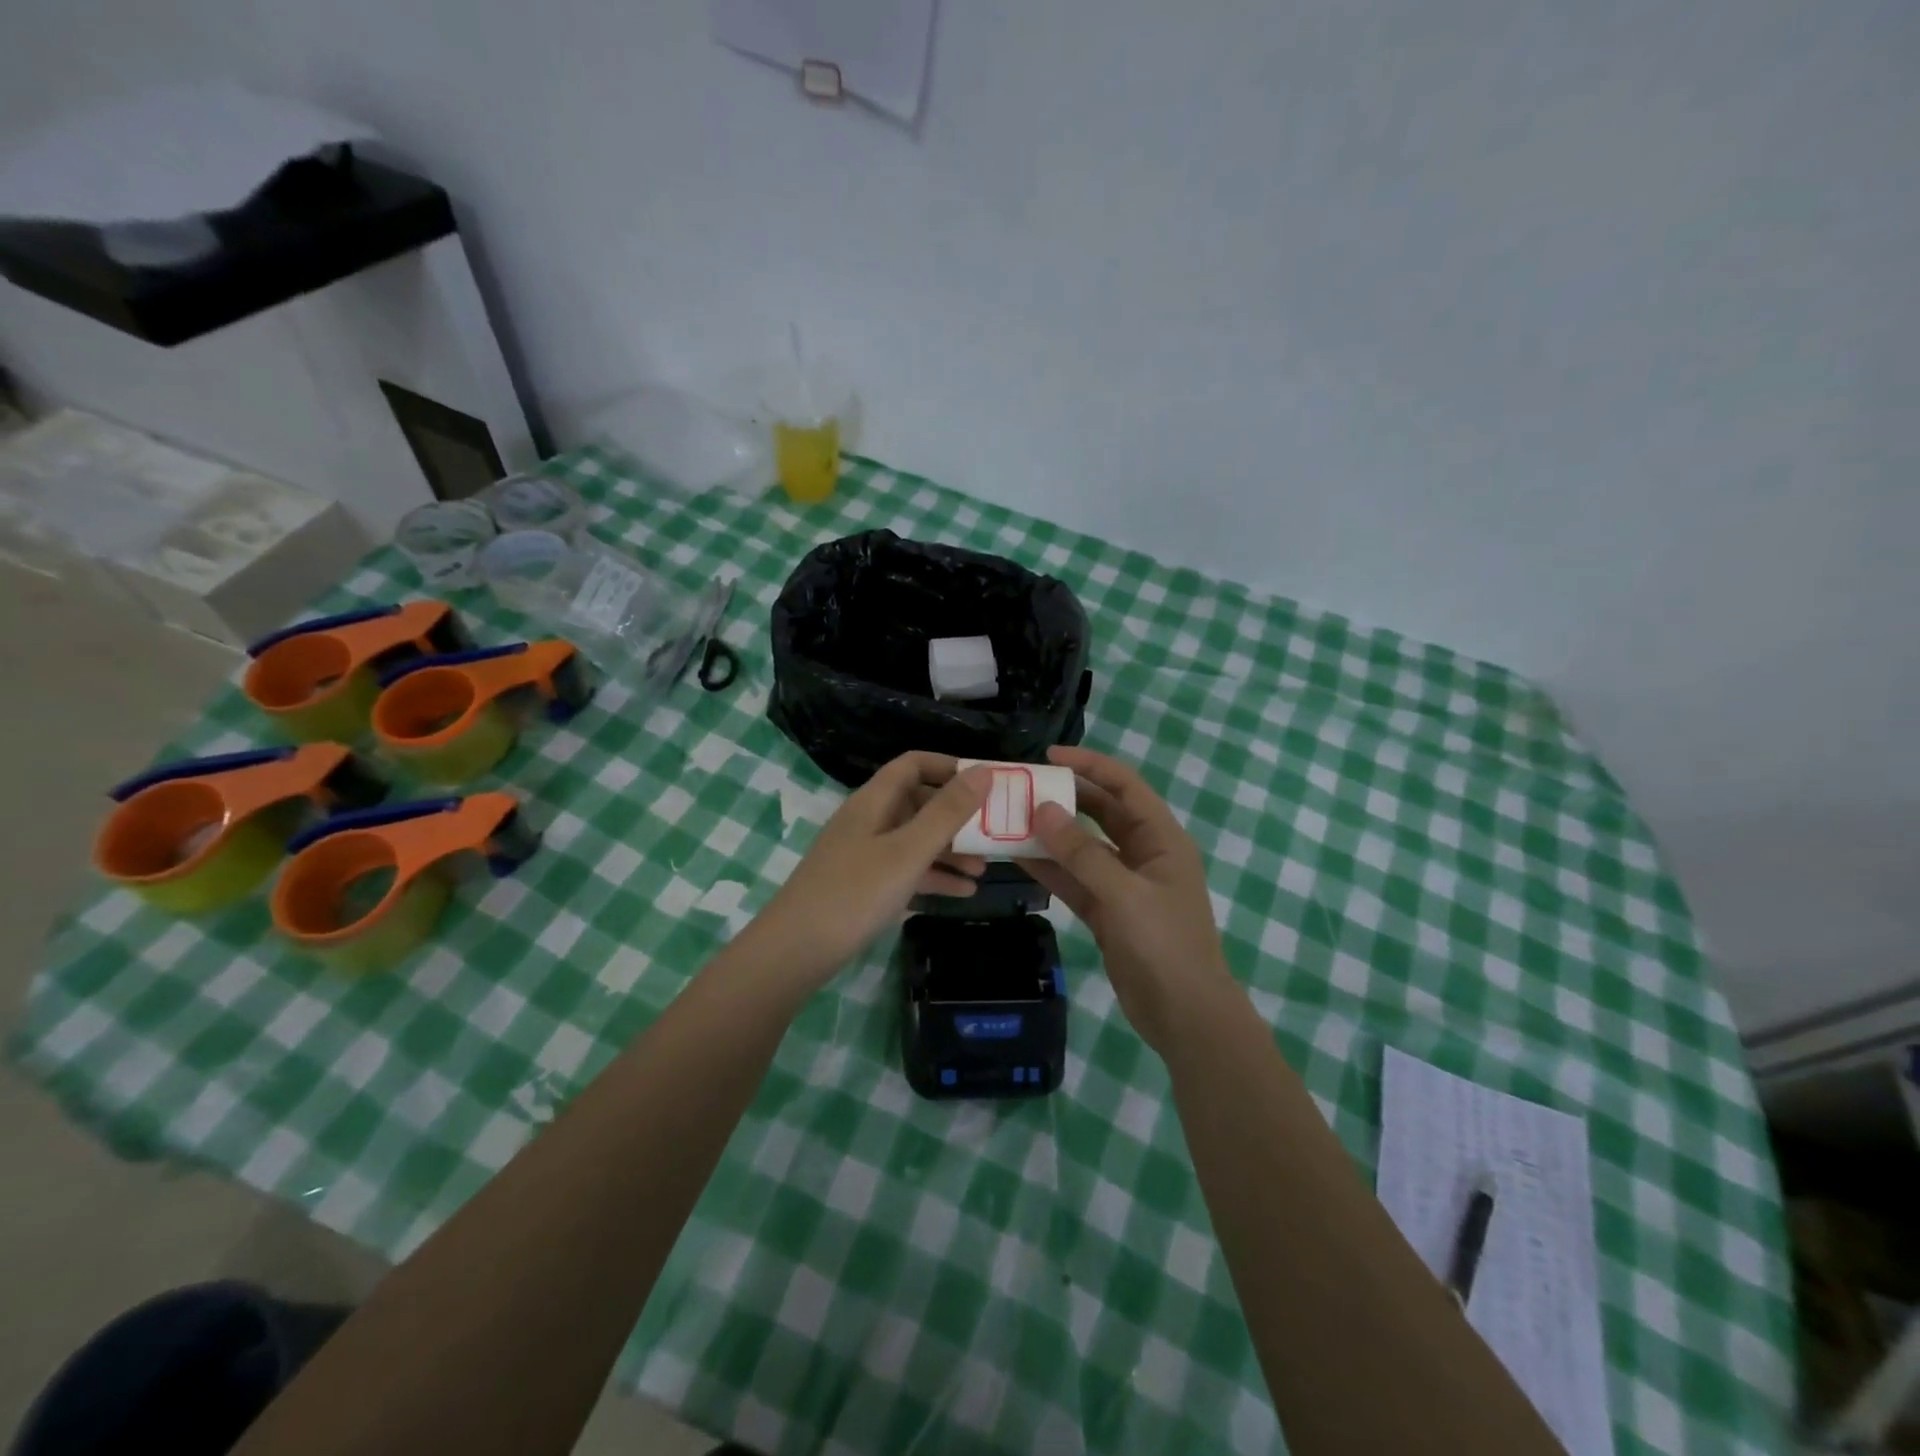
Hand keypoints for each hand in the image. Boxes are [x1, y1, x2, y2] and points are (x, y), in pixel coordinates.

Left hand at [748, 752, 991, 986]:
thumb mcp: (908, 851)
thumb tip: (984, 771)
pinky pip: (906, 871)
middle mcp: (868, 821)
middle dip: (957, 816)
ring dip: (950, 851)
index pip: (913, 765)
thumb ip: (947, 812)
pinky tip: (963, 893)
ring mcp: (864, 855)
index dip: (948, 767)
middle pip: (918, 803)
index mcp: (874, 801)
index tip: (985, 783)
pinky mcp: (863, 886)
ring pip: (914, 840)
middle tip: (993, 833)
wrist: (795, 952)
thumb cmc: (855, 893)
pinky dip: (933, 877)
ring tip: (984, 870)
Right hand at [1026, 746, 1234, 1054]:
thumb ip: (1082, 852)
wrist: (1184, 1016)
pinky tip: (1017, 857)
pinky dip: (1050, 869)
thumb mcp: (1124, 894)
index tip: (1049, 757)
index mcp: (1161, 839)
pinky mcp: (1106, 912)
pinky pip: (1074, 880)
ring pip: (1082, 847)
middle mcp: (1143, 854)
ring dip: (1051, 834)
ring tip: (1010, 818)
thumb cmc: (1165, 945)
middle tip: (1022, 788)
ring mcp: (1123, 884)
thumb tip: (1042, 809)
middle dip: (1065, 798)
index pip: (1124, 786)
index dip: (1090, 765)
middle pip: (1101, 812)